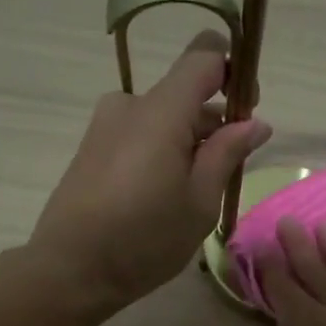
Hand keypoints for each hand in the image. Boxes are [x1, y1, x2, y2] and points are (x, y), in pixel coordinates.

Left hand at [27, 30, 270, 313]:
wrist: (71, 269)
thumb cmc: (144, 238)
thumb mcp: (199, 202)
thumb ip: (227, 154)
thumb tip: (255, 123)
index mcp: (161, 111)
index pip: (204, 56)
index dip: (234, 71)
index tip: (249, 109)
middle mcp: (130, 105)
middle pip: (183, 93)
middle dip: (213, 122)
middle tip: (228, 172)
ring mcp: (105, 126)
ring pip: (161, 119)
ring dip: (187, 143)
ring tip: (195, 196)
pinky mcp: (92, 149)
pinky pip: (139, 136)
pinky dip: (161, 154)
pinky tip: (163, 199)